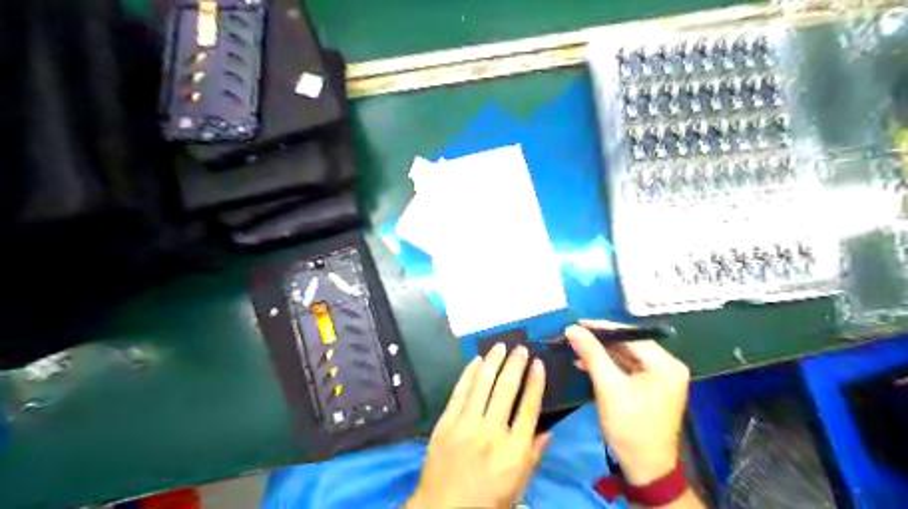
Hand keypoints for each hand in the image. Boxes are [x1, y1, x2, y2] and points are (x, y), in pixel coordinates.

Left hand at [409, 342, 549, 508]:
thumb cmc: (486, 501)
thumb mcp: (518, 486)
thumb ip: (533, 456)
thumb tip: (549, 431)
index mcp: (514, 449)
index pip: (529, 407)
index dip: (535, 382)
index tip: (538, 364)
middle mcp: (492, 432)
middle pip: (506, 390)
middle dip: (515, 365)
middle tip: (521, 348)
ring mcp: (466, 425)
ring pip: (482, 384)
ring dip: (493, 362)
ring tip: (501, 346)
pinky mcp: (446, 422)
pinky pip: (459, 392)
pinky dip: (468, 373)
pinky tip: (476, 361)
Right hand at [566, 321, 688, 485]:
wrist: (644, 469)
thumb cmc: (630, 427)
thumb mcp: (608, 387)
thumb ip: (592, 354)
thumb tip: (572, 329)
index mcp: (666, 365)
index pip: (631, 336)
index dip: (602, 328)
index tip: (577, 322)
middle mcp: (667, 366)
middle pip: (628, 344)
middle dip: (600, 341)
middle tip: (574, 334)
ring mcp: (660, 377)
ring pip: (625, 355)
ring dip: (600, 353)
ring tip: (575, 348)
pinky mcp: (650, 387)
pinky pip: (626, 368)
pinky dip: (607, 366)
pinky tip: (586, 363)